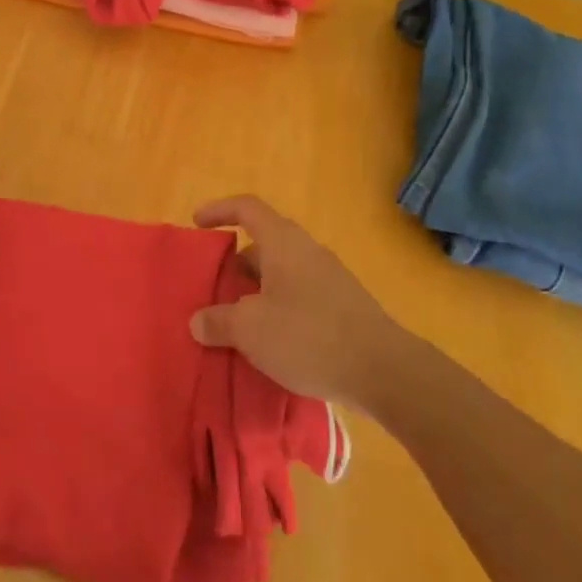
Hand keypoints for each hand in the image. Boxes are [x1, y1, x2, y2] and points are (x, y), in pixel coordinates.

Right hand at [191, 195, 395, 404]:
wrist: (385, 372)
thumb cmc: (308, 336)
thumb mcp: (250, 329)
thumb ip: (218, 321)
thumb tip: (198, 321)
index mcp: (283, 243)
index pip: (247, 208)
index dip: (219, 210)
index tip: (197, 224)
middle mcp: (308, 253)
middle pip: (263, 245)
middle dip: (234, 265)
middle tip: (212, 289)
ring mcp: (330, 281)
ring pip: (281, 276)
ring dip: (256, 293)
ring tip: (235, 323)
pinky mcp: (344, 310)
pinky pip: (299, 299)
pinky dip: (277, 312)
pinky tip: (269, 345)